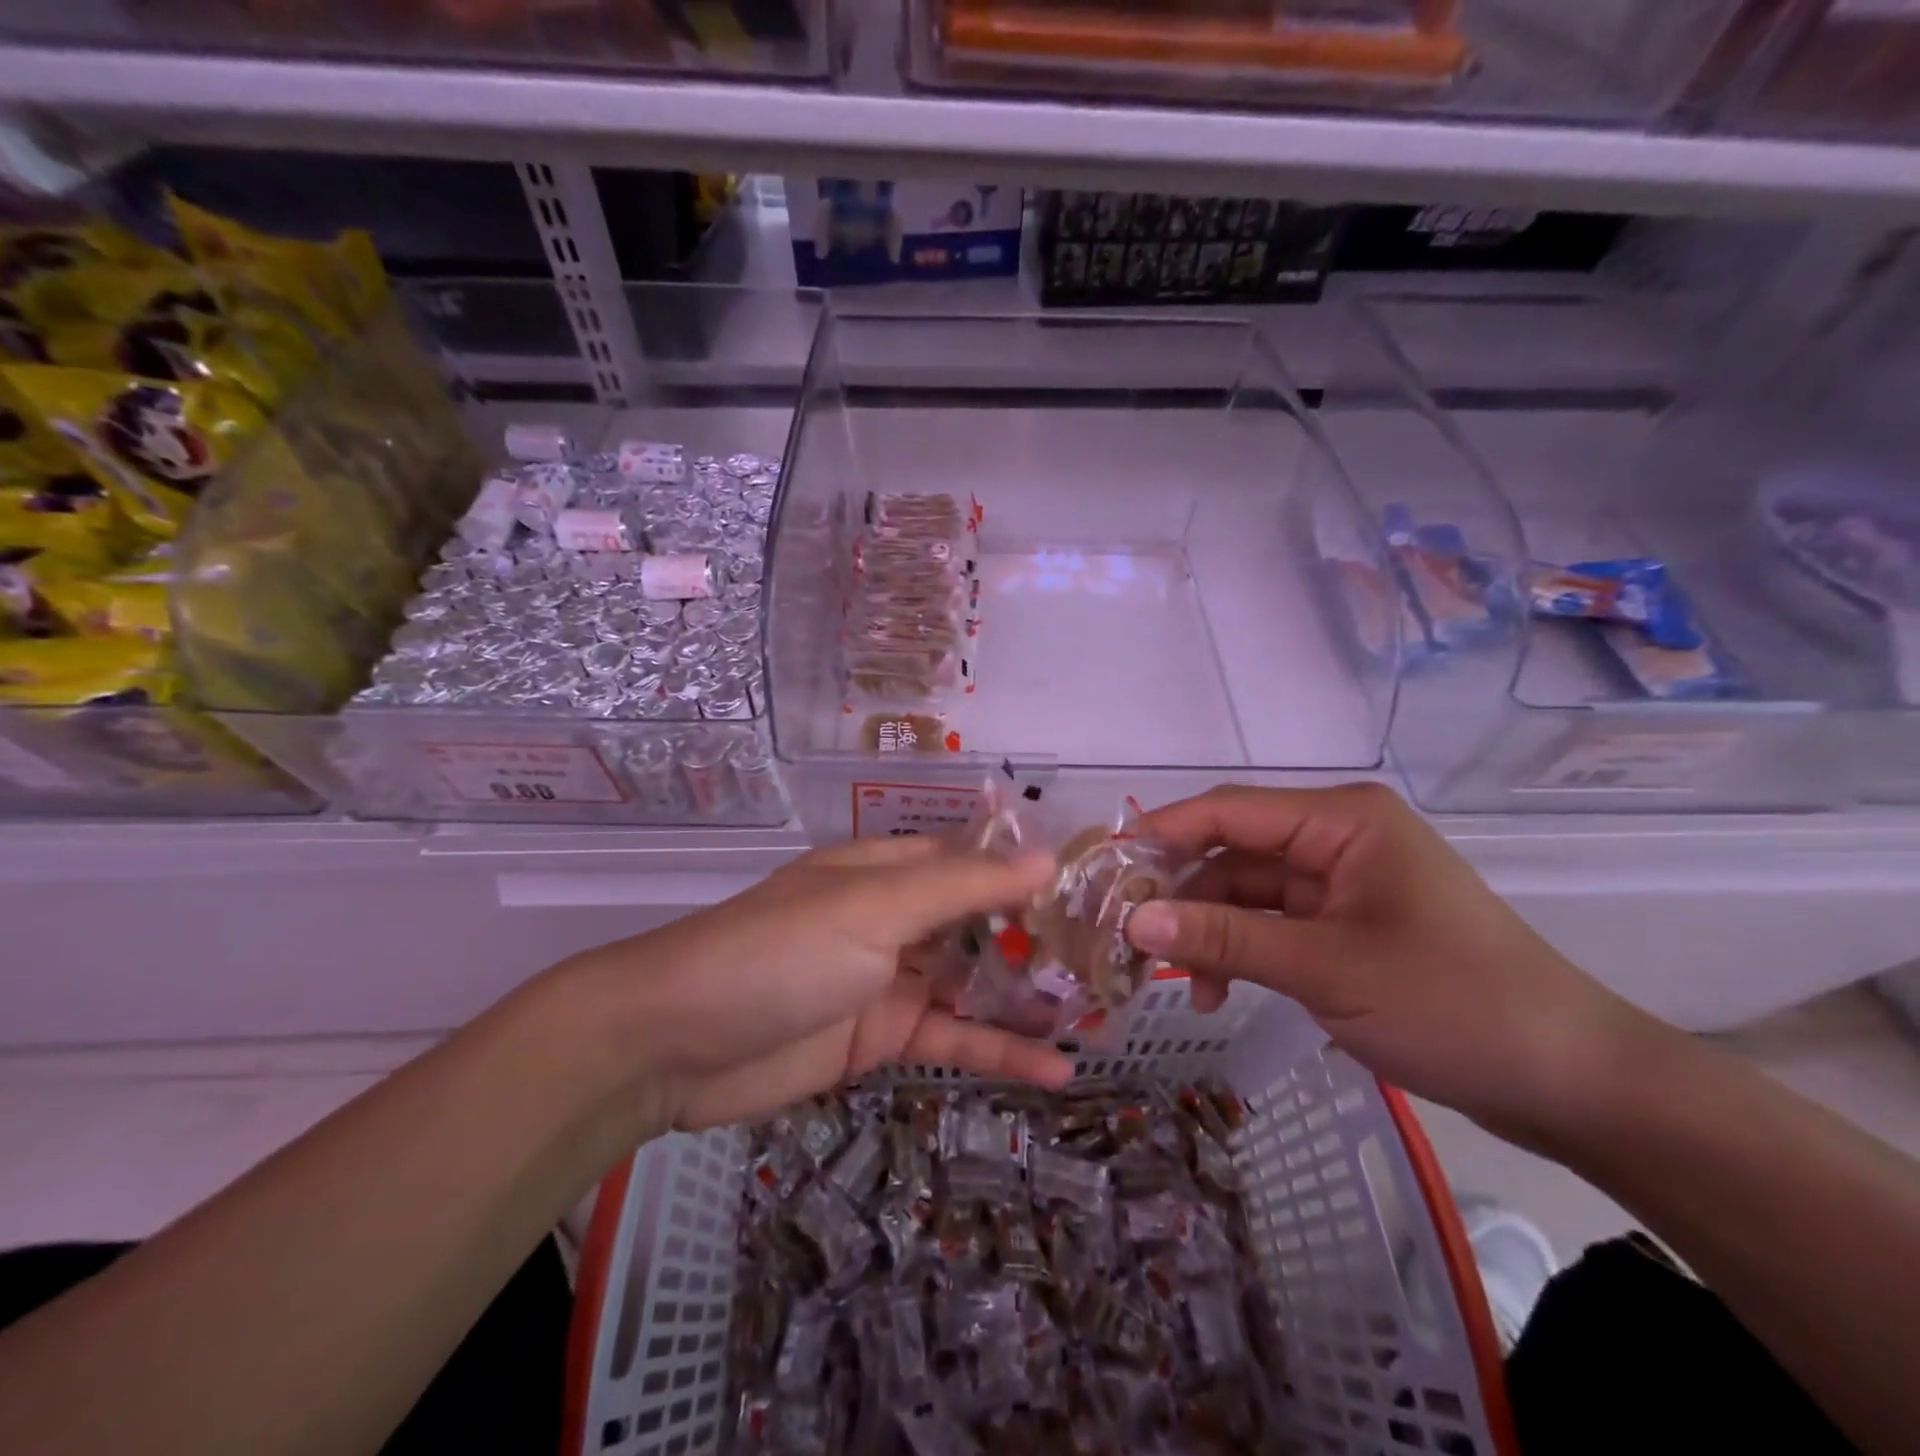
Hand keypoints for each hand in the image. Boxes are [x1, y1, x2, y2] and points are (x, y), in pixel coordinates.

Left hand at [569, 837, 1071, 1132]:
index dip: (1031, 873)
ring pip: (976, 982)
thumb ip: (962, 887)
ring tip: (1104, 1014)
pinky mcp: (883, 1037)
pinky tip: (1058, 1069)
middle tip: (1116, 961)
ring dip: (1031, 997)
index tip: (1096, 890)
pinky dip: (1001, 1050)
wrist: (675, 1043)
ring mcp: (891, 979)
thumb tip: (1047, 856)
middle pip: (982, 923)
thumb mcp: (874, 908)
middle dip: (1041, 939)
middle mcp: (895, 917)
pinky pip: (954, 1038)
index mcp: (889, 871)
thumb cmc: (780, 952)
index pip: (975, 862)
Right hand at [1124, 783, 1663, 1147]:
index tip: (1105, 870)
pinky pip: (1271, 925)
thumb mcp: (1326, 969)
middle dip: (1183, 897)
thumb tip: (1133, 919)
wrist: (1572, 1082)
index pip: (1227, 810)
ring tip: (1181, 985)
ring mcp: (1340, 883)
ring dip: (1209, 933)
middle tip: (1131, 941)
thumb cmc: (1454, 1003)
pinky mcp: (1344, 925)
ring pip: (1245, 894)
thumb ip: (1225, 938)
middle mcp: (1335, 838)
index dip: (1162, 834)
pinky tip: (1217, 992)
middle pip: (1231, 854)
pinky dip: (1240, 953)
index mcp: (1340, 820)